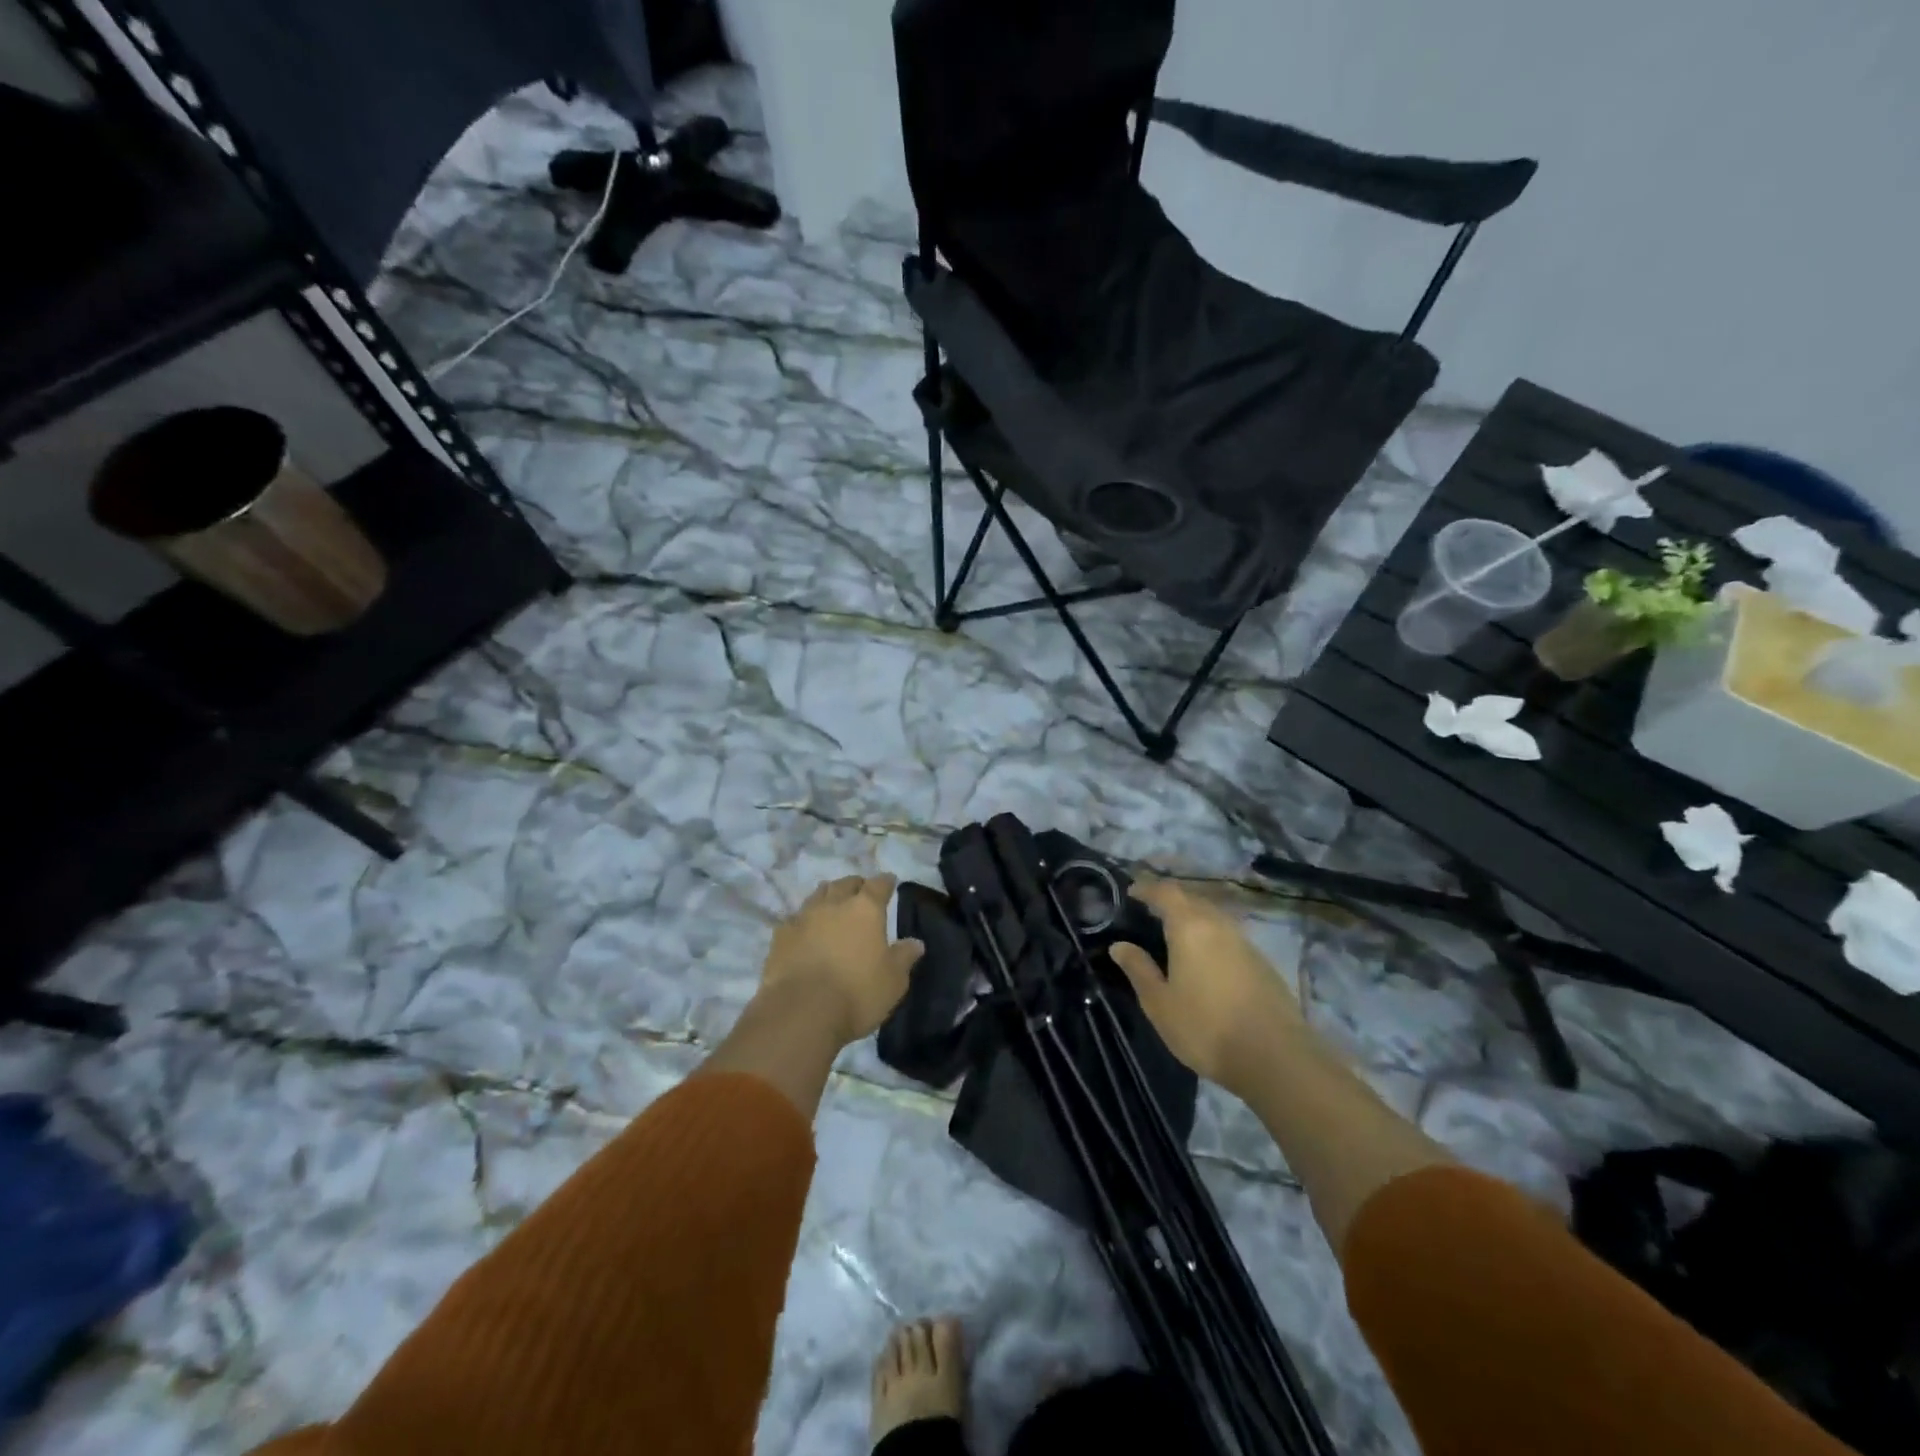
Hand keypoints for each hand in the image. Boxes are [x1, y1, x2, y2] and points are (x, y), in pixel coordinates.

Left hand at [760, 875, 924, 1045]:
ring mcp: (803, 917)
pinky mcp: (780, 936)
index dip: (885, 882)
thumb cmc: (857, 993)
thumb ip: (904, 957)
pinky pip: (796, 918)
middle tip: (861, 894)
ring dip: (829, 896)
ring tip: (834, 906)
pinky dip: (805, 920)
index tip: (890, 882)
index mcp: (865, 909)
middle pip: (846, 883)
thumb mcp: (893, 981)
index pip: (878, 885)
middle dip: (856, 885)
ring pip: (818, 895)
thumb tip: (916, 943)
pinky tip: (807, 931)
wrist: (800, 1012)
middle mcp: (834, 904)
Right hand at [1110, 879, 1305, 1096]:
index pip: (1166, 891)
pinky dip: (1210, 936)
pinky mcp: (1262, 962)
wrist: (1276, 1058)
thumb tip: (1120, 945)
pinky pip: (1228, 936)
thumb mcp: (1160, 1003)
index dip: (1147, 888)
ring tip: (1174, 936)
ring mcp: (1245, 942)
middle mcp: (1219, 925)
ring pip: (1213, 917)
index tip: (1131, 893)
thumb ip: (1139, 969)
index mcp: (1190, 927)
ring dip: (1192, 918)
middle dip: (1170, 900)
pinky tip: (1204, 960)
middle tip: (1149, 913)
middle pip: (1192, 899)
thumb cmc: (1206, 1028)